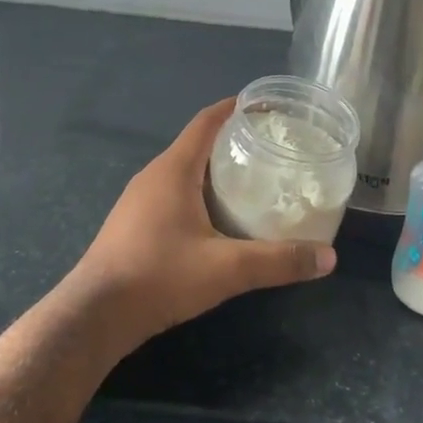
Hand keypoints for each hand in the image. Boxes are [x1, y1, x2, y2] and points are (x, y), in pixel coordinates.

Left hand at [70, 99, 336, 343]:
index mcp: (174, 169)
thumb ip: (278, 261)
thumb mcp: (226, 268)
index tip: (268, 106)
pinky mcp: (134, 224)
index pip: (207, 121)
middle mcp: (154, 176)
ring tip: (254, 181)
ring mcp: (139, 200)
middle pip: (199, 144)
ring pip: (185, 171)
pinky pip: (173, 193)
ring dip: (217, 171)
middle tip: (274, 149)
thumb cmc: (159, 277)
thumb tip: (328, 258)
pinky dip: (201, 193)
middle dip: (235, 141)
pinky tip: (221, 219)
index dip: (237, 108)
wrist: (94, 316)